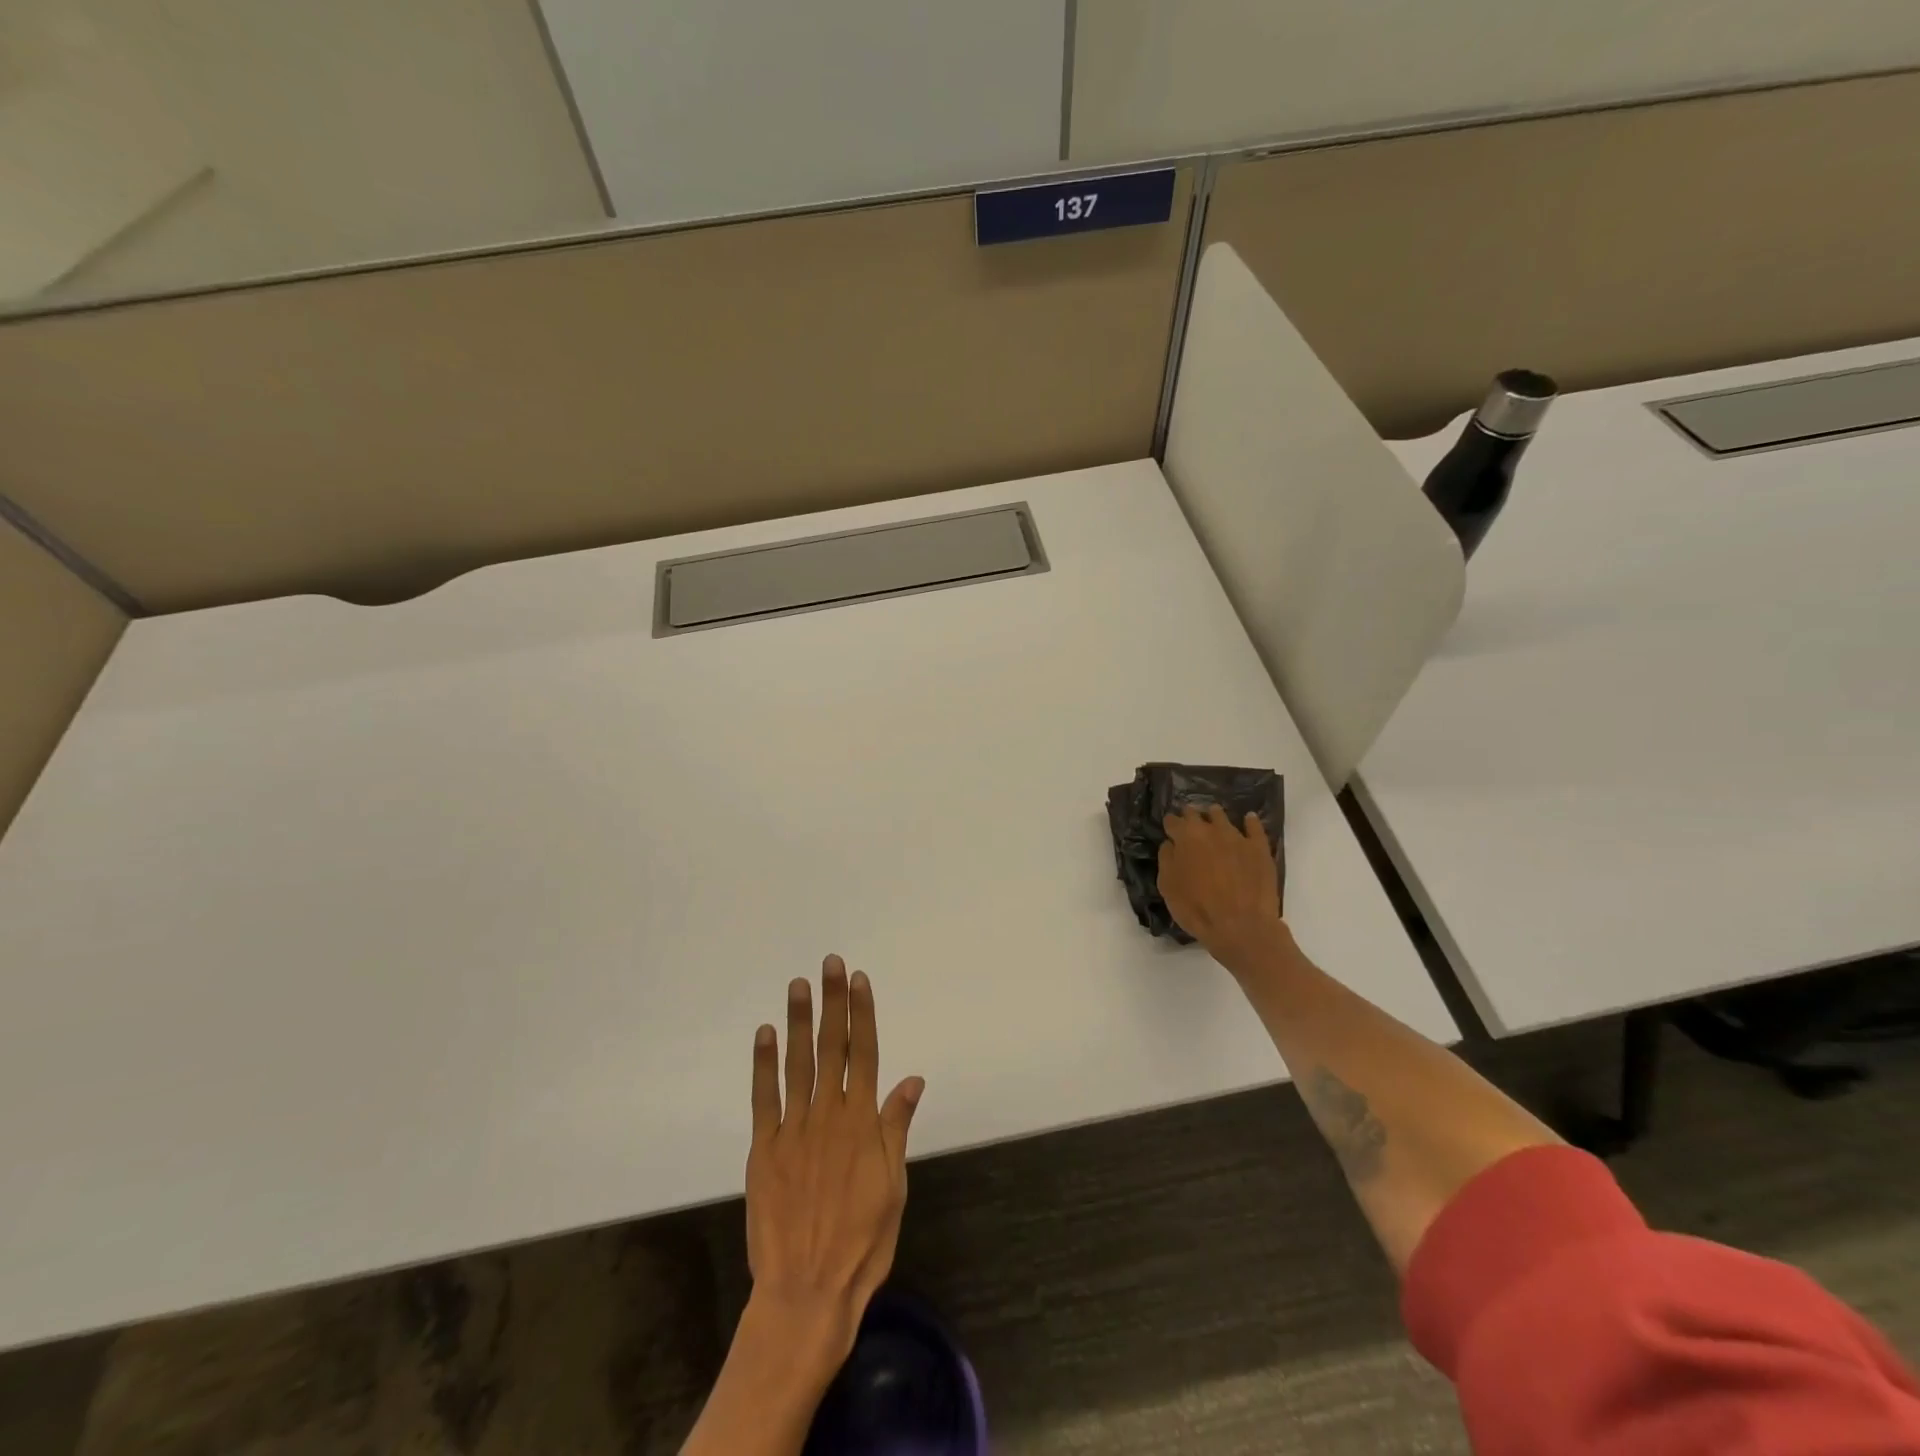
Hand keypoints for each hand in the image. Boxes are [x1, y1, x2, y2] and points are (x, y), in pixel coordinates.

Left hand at [744, 955, 924, 1364]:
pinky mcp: (764, 1148)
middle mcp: (828, 1114)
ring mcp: (793, 1129)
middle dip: (832, 1002)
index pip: (865, 1053)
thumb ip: (896, 1127)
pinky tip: (765, 1034)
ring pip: (797, 1063)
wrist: (807, 1292)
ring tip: (798, 985)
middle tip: (829, 963)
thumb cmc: (861, 1242)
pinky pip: (764, 1097)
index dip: (862, 1013)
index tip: (859, 979)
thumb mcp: (893, 1186)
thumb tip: (912, 1079)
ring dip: (799, 1021)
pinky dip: (764, 1063)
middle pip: (832, 1047)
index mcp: (862, 1122)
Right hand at [1157, 805, 1286, 970]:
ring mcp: (1237, 837)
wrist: (1241, 926)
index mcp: (1186, 837)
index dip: (1170, 825)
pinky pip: (1255, 827)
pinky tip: (1248, 820)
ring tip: (1213, 822)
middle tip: (1189, 827)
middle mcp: (1211, 830)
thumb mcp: (1168, 887)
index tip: (1169, 831)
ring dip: (1214, 817)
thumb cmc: (1197, 908)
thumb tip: (1171, 844)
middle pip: (1196, 814)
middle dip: (1190, 818)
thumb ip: (1166, 859)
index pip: (1172, 821)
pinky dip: (1249, 822)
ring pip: (1223, 817)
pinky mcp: (1259, 848)